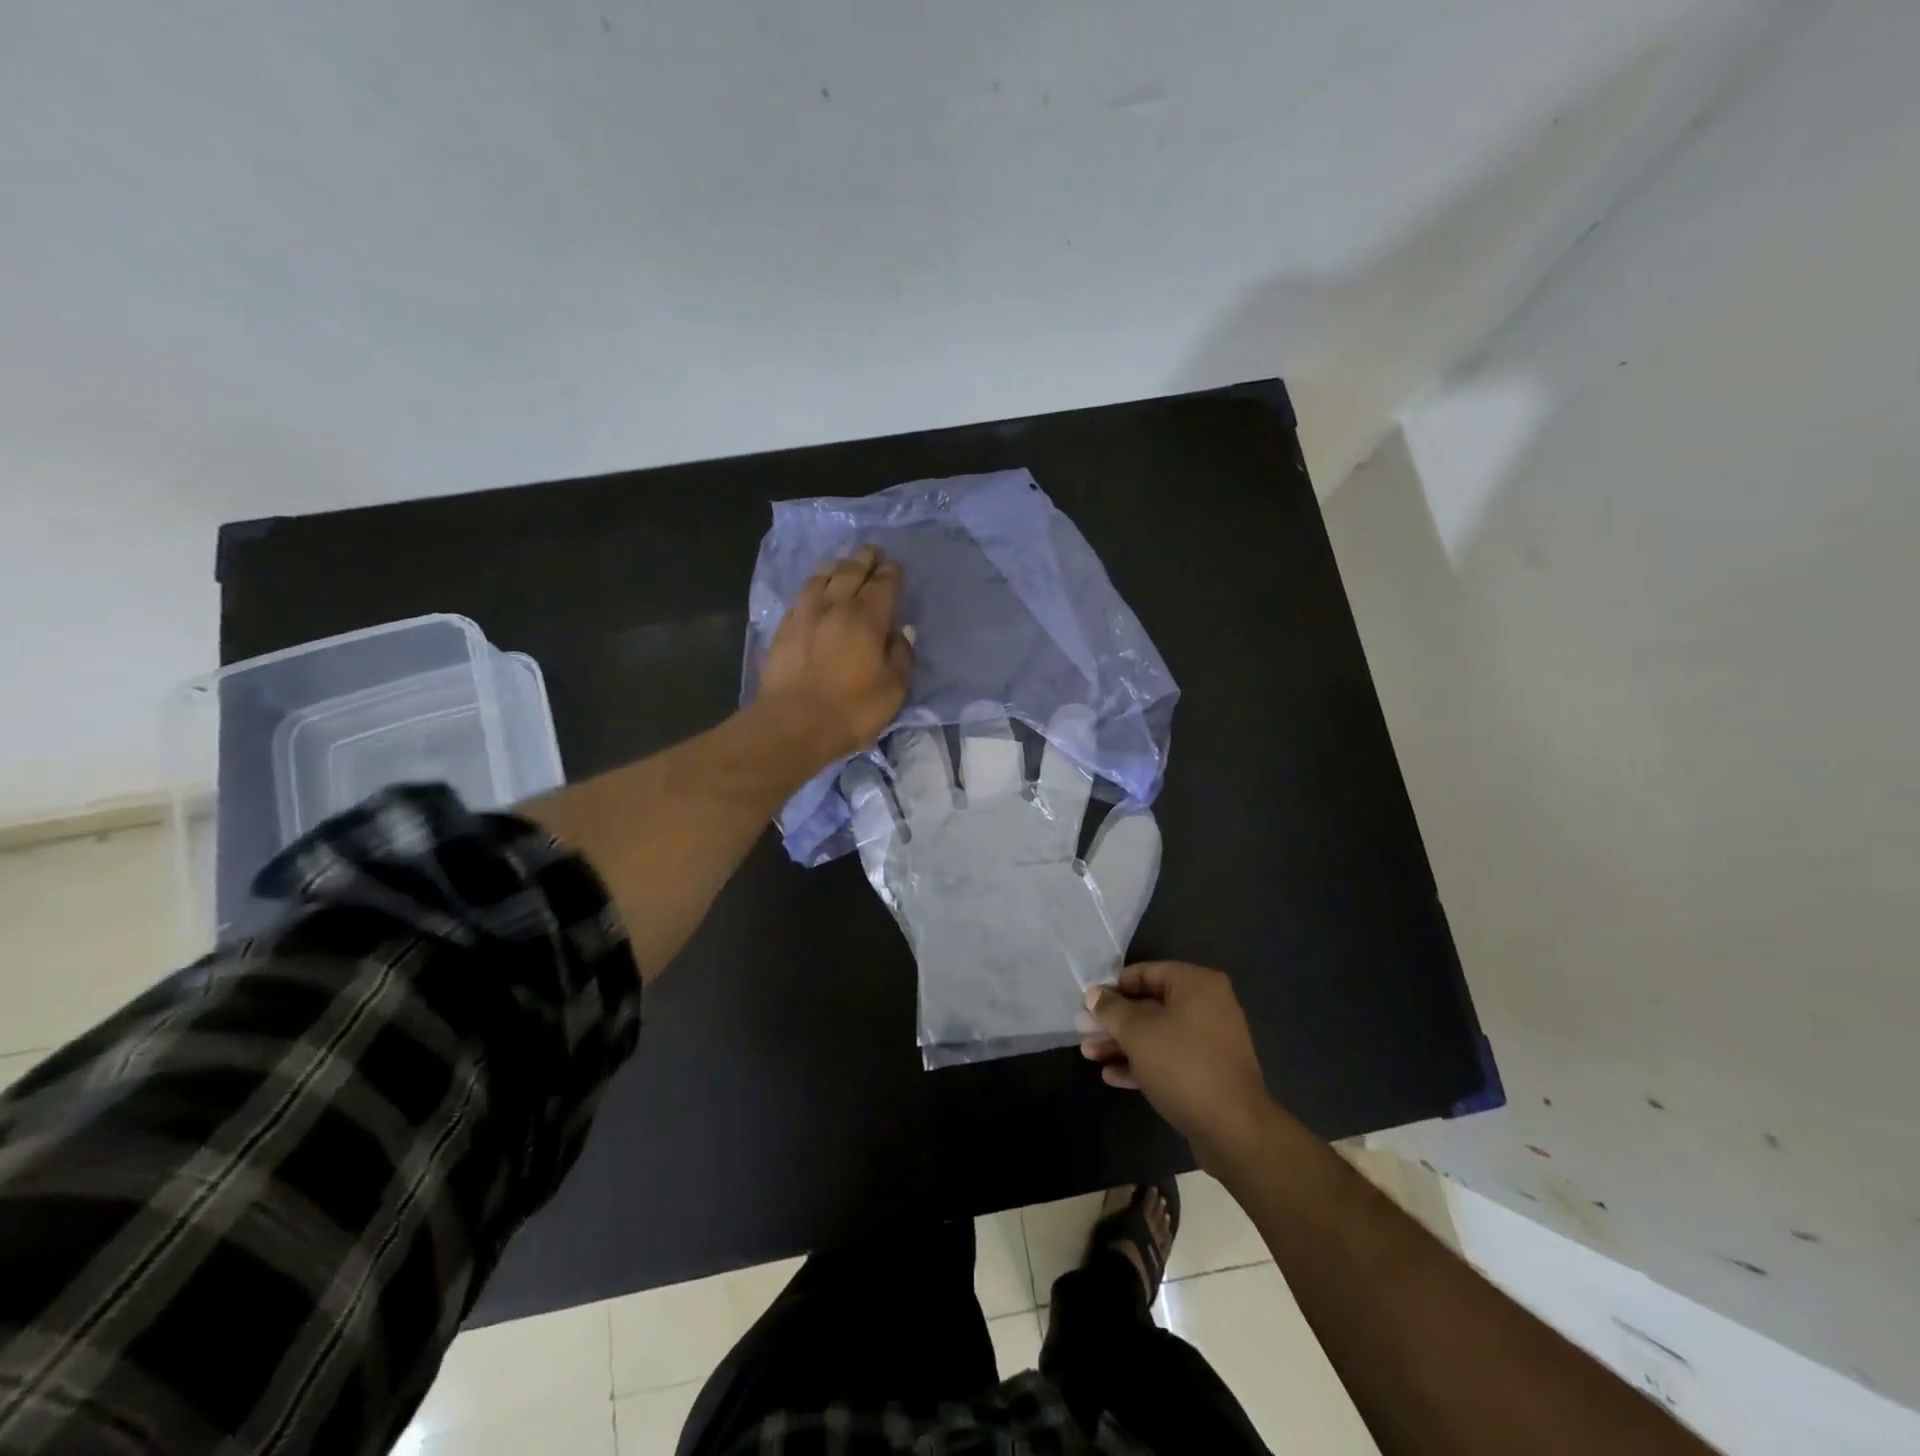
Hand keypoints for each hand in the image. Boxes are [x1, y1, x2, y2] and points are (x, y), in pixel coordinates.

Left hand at [755, 545, 914, 769]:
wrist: (793, 724)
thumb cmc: (851, 710)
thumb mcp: (893, 690)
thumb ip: (901, 656)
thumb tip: (901, 632)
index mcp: (868, 618)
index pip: (884, 584)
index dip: (891, 572)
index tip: (895, 566)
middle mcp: (836, 606)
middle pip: (852, 571)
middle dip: (865, 558)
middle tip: (873, 551)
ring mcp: (805, 614)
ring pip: (822, 576)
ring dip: (837, 566)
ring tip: (844, 563)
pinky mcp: (784, 627)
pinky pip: (803, 595)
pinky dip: (815, 585)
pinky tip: (816, 590)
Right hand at [1082, 962, 1274, 1161]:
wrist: (1233, 1130)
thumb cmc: (1183, 1065)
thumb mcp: (1138, 1032)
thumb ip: (1111, 1010)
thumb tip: (1093, 994)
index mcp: (1196, 984)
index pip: (1146, 973)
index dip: (1113, 987)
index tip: (1088, 1003)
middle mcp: (1207, 1006)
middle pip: (1150, 1005)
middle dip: (1114, 1021)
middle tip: (1083, 1031)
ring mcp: (1210, 1041)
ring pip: (1157, 1034)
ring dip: (1122, 1043)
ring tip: (1089, 1054)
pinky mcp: (1208, 1073)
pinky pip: (1169, 1058)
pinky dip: (1142, 1063)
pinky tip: (1111, 1075)